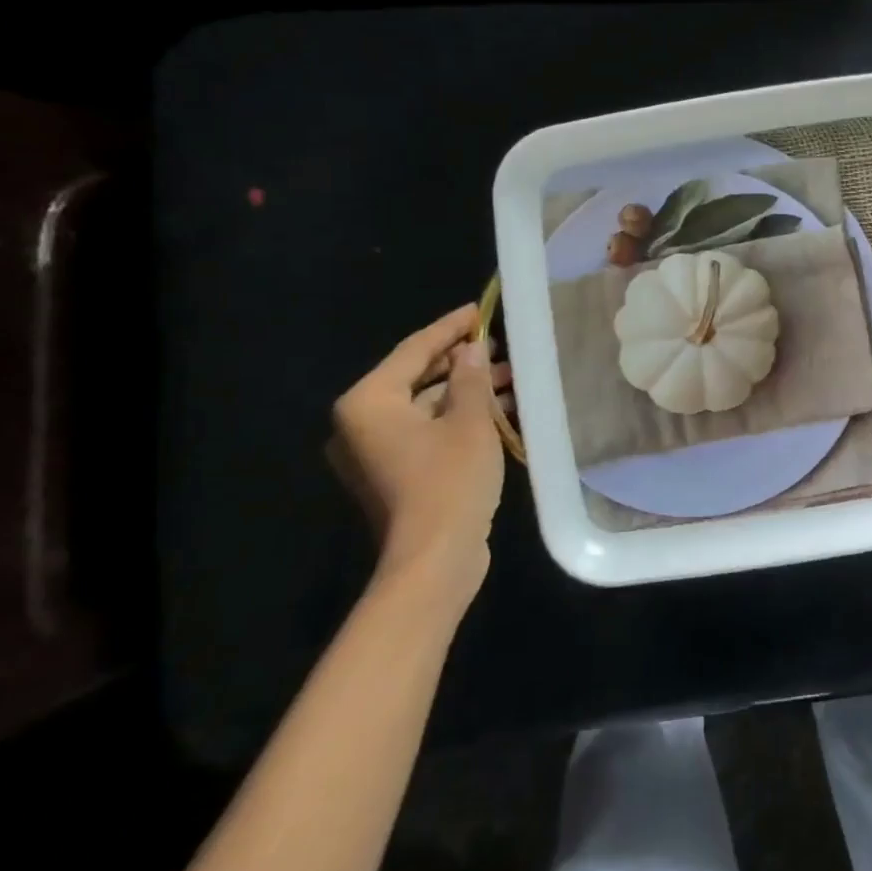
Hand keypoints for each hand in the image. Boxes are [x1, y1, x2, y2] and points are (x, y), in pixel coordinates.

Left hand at [327, 304, 513, 600]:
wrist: (434, 560)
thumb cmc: (449, 481)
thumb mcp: (470, 421)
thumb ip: (471, 378)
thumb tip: (472, 350)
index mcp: (368, 403)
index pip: (414, 350)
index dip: (450, 328)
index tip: (480, 310)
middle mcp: (361, 423)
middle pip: (416, 377)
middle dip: (462, 362)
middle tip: (500, 345)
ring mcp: (375, 452)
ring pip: (425, 406)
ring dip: (465, 391)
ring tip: (509, 377)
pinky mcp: (394, 474)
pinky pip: (426, 430)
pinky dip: (457, 418)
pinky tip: (496, 409)